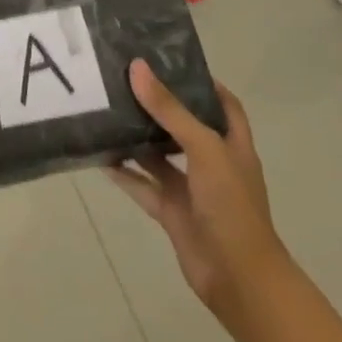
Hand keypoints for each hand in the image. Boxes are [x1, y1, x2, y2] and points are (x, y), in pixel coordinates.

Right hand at [108, 59, 283, 326]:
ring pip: (161, 156)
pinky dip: (126, 174)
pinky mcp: (173, 213)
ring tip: (108, 109)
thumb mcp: (204, 147)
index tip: (173, 61)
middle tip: (127, 79)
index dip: (204, 83)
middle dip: (160, 106)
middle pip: (185, 126)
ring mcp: (193, 190)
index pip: (223, 104)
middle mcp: (213, 162)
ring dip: (138, 138)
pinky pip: (145, 187)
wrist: (239, 280)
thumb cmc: (231, 205)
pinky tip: (102, 157)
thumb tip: (138, 67)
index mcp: (232, 144)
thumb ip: (169, 109)